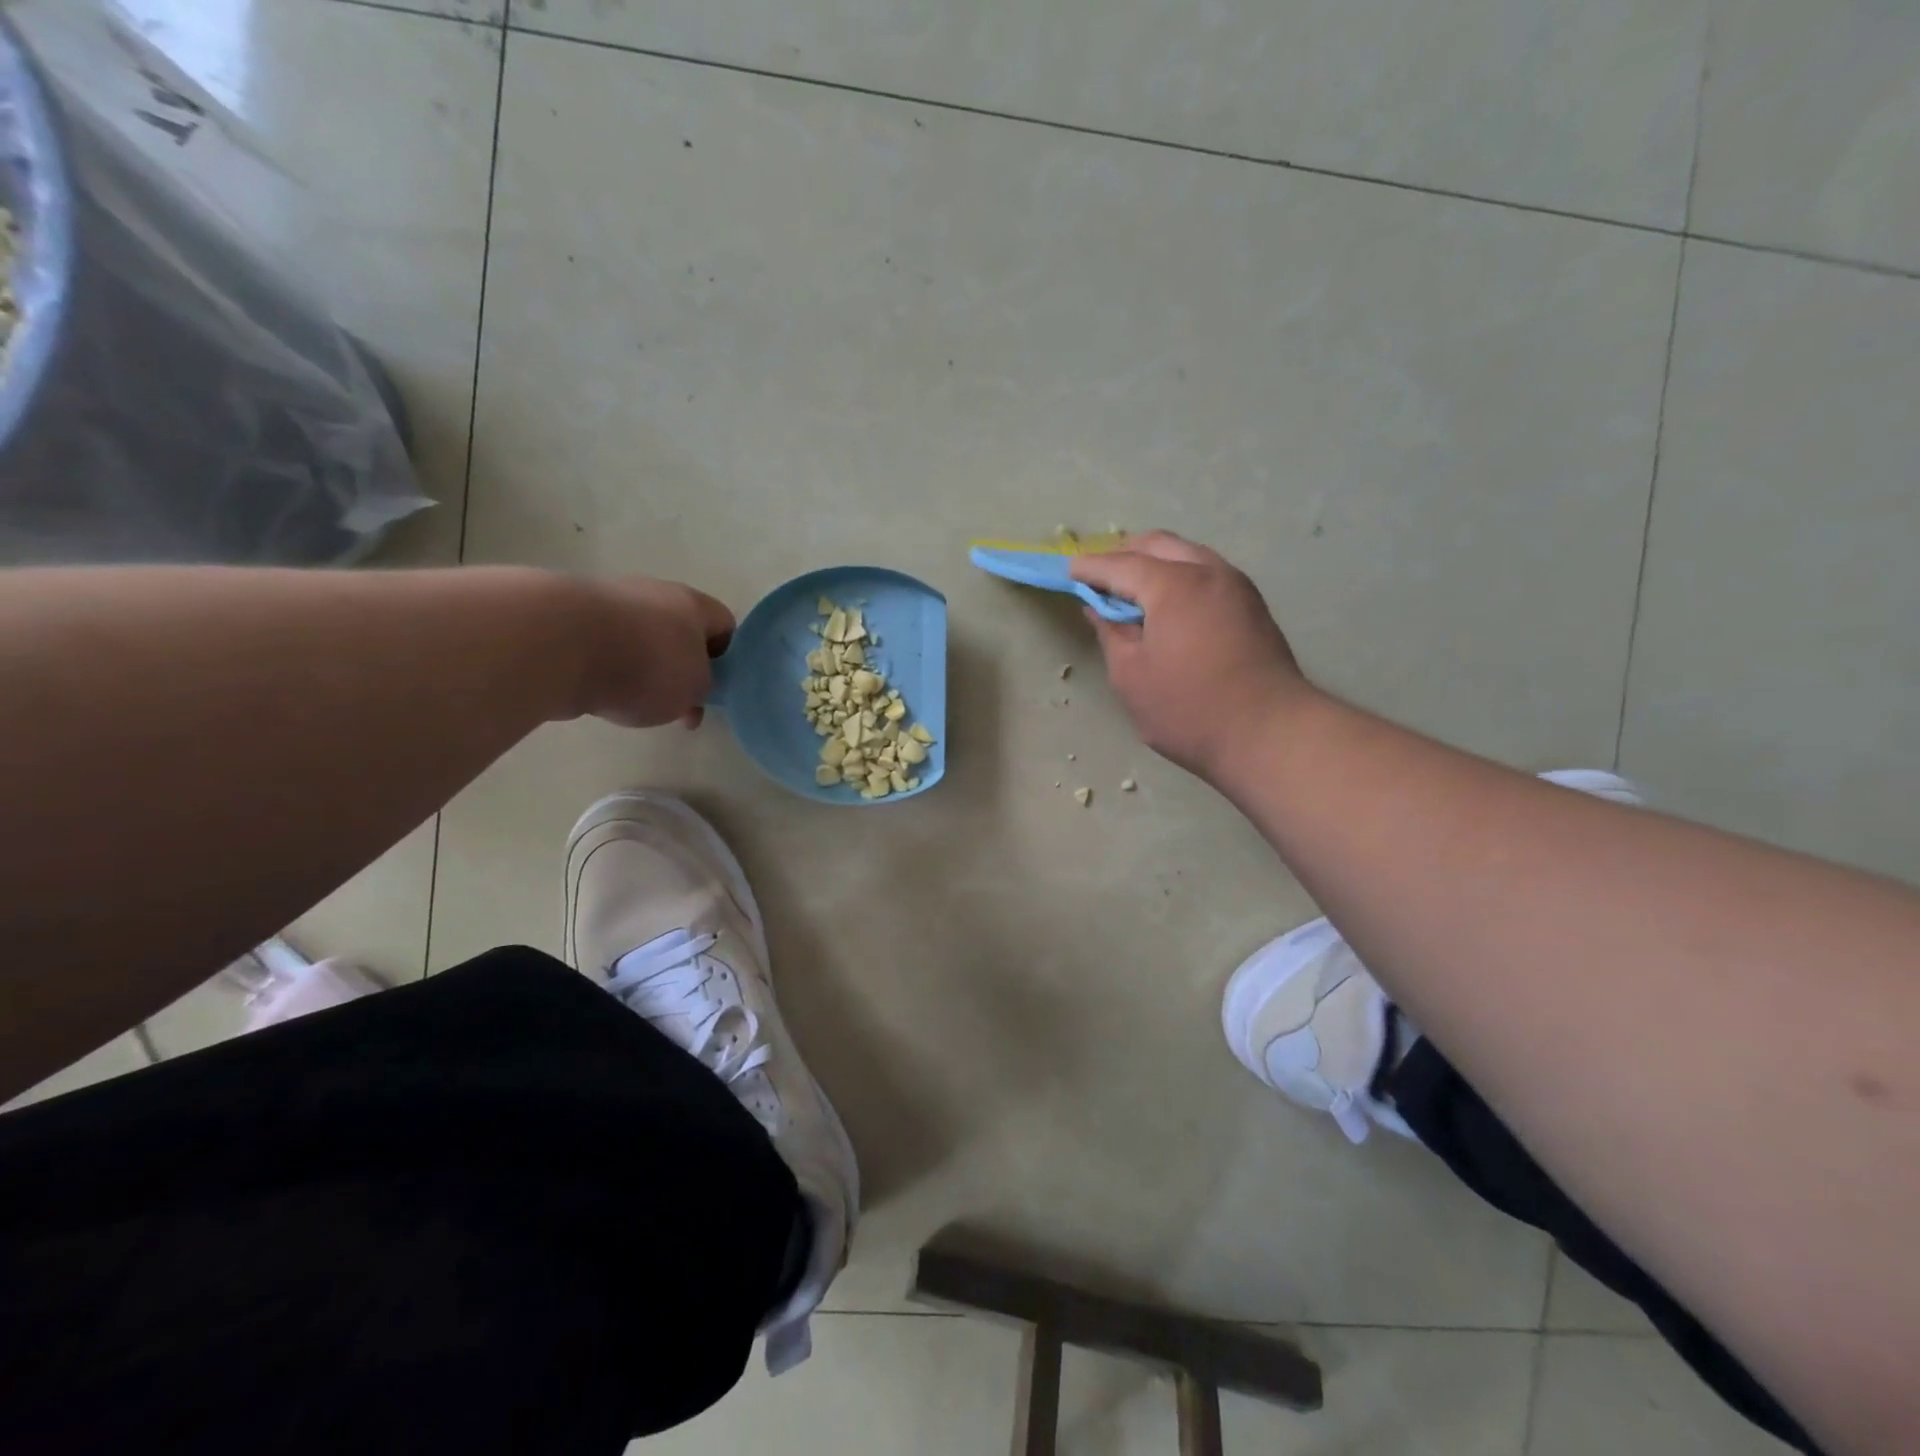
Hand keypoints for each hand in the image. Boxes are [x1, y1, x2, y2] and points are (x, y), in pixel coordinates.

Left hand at [578, 577, 734, 728]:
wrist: (562, 644)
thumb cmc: (647, 665)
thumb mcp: (695, 688)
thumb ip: (703, 687)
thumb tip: (689, 685)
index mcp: (694, 604)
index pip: (726, 626)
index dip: (728, 659)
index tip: (716, 690)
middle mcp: (655, 594)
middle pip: (680, 632)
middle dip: (681, 668)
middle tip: (678, 705)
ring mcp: (611, 601)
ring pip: (641, 640)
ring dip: (643, 668)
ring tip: (634, 702)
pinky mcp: (572, 617)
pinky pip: (605, 647)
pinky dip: (608, 669)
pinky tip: (600, 691)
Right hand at [1071, 532, 1310, 777]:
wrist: (1269, 735)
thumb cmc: (1188, 709)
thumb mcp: (1131, 676)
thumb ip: (1111, 633)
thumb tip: (1099, 608)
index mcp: (1173, 584)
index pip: (1120, 564)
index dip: (1090, 567)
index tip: (1067, 571)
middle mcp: (1208, 572)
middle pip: (1158, 546)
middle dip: (1123, 555)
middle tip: (1098, 579)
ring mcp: (1236, 586)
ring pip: (1187, 555)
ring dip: (1154, 564)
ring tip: (1130, 593)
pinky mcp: (1252, 606)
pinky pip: (1206, 574)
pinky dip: (1179, 577)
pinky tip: (1166, 606)